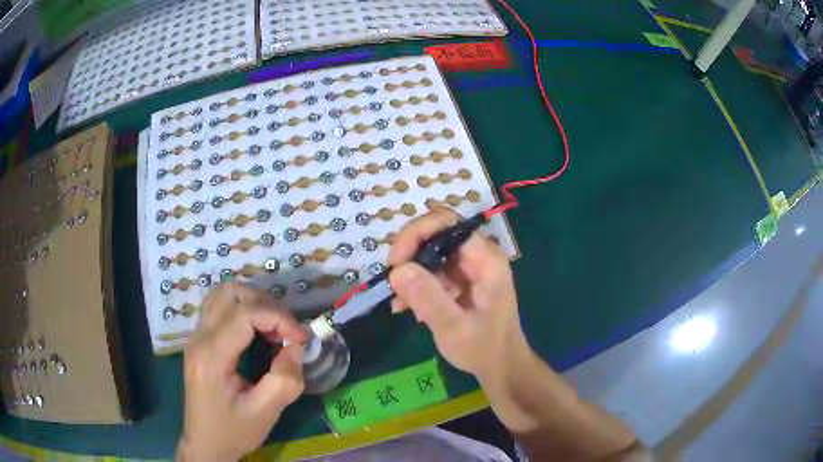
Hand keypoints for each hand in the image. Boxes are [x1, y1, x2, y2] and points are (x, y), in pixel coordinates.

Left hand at [177, 282, 308, 461]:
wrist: (205, 444)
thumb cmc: (233, 431)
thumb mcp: (265, 413)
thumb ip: (285, 379)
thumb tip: (296, 347)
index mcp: (212, 356)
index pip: (244, 313)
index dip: (277, 317)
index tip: (300, 338)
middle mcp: (199, 338)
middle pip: (230, 292)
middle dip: (265, 304)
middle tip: (286, 330)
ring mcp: (196, 337)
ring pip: (221, 293)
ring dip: (252, 302)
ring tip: (272, 327)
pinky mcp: (199, 341)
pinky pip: (219, 308)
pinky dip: (242, 309)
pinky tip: (256, 332)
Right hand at [388, 207, 527, 379]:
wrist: (500, 365)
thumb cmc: (484, 349)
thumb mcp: (454, 328)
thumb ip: (428, 298)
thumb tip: (397, 270)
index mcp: (486, 259)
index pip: (447, 223)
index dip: (416, 234)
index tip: (395, 263)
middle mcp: (478, 255)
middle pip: (434, 233)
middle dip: (408, 254)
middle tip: (393, 282)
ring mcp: (468, 266)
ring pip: (428, 251)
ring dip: (409, 273)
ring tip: (400, 303)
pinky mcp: (459, 279)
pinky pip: (430, 269)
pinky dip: (414, 285)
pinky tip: (406, 307)